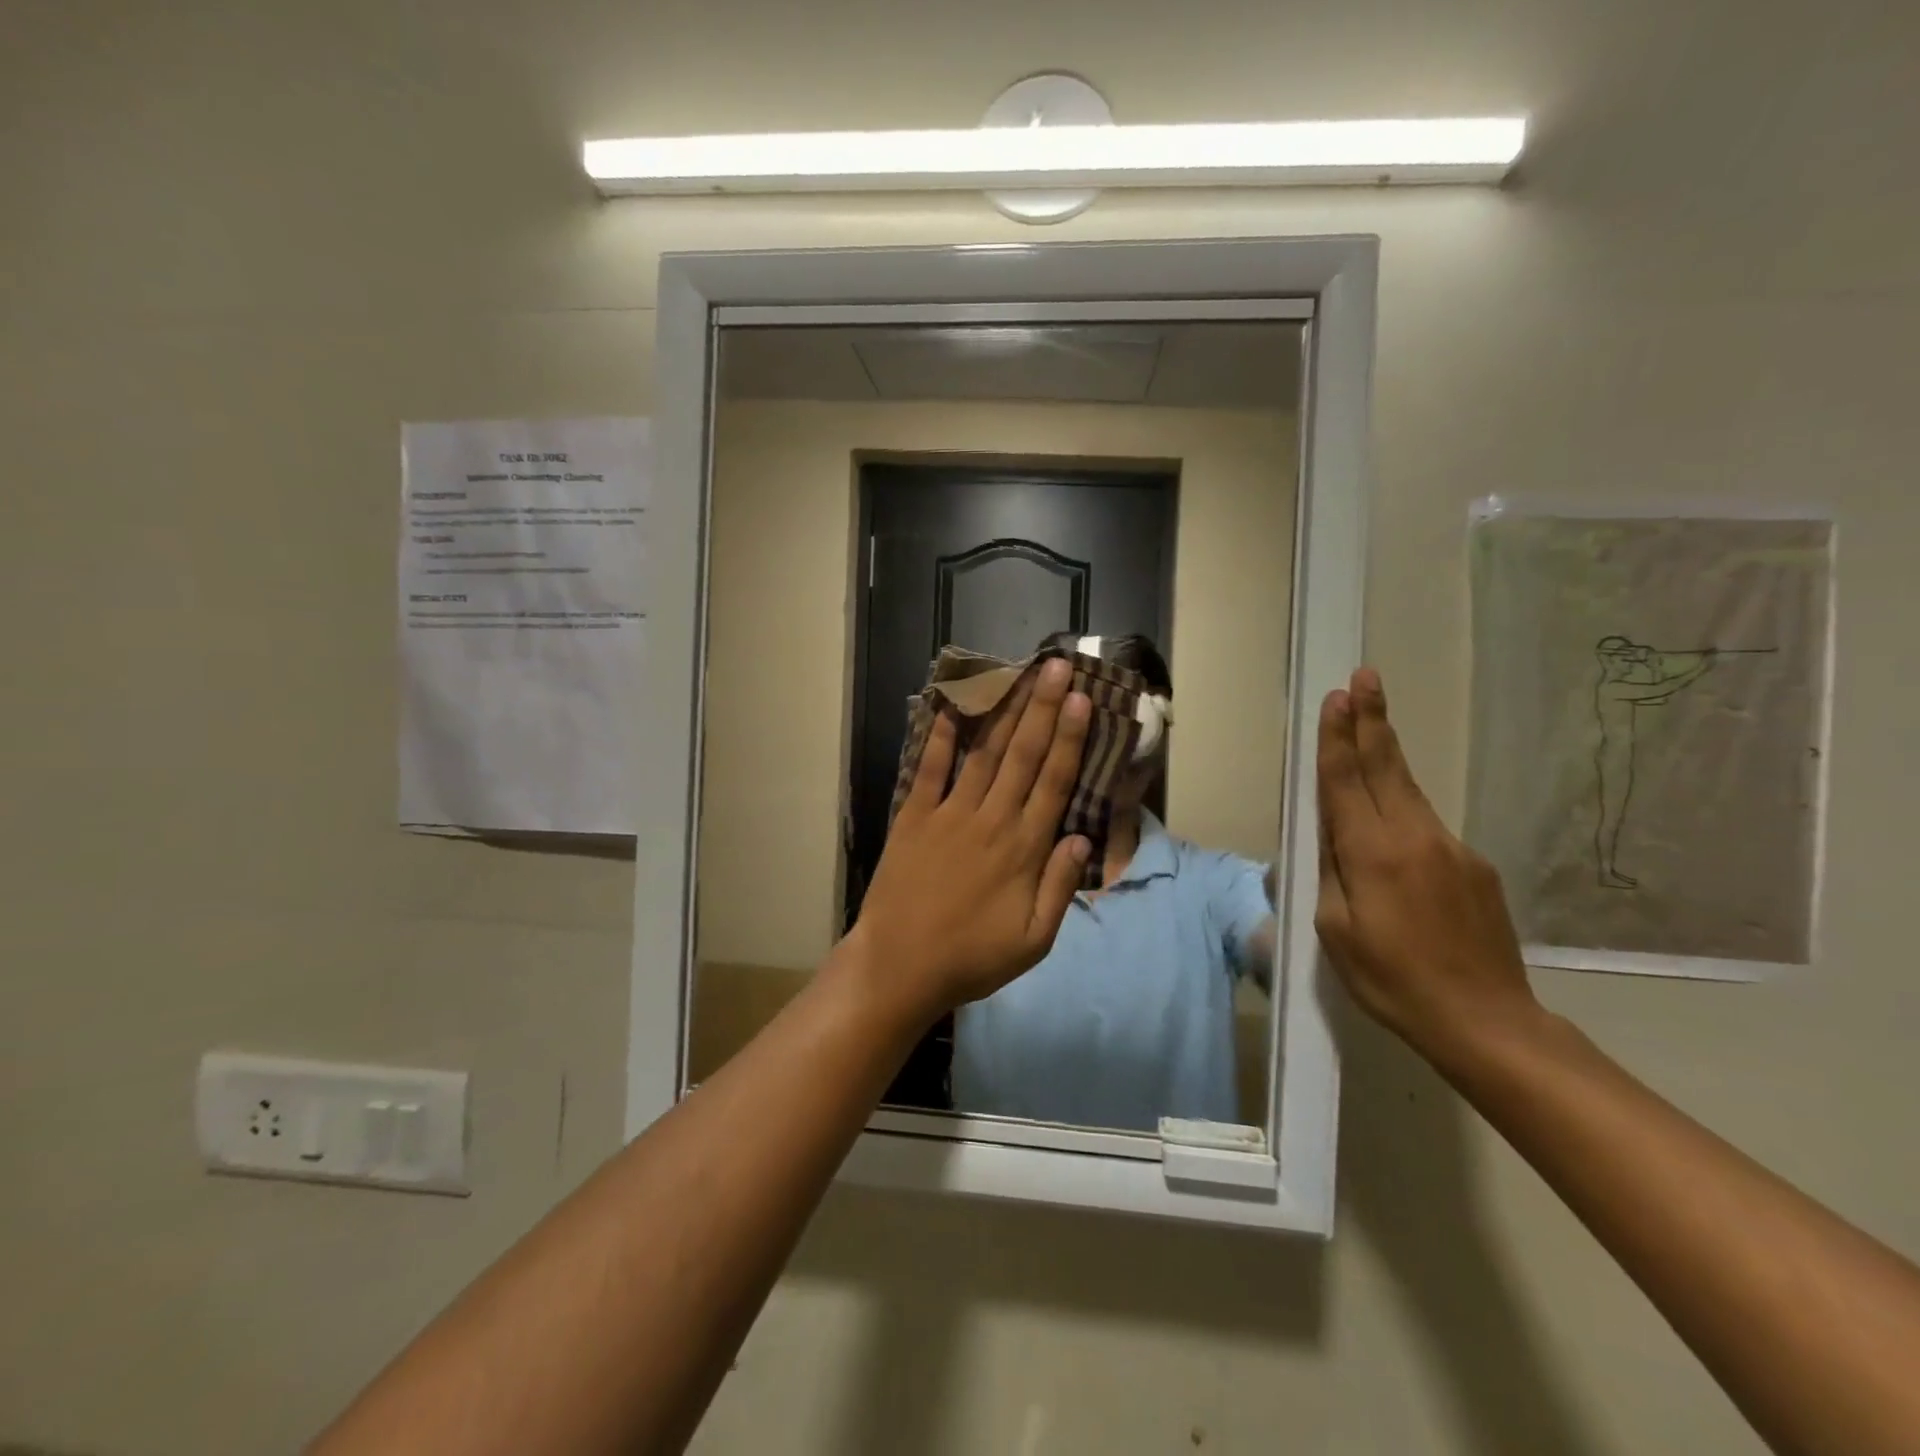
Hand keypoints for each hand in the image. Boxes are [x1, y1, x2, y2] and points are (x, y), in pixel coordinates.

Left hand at [848, 658, 1091, 1022]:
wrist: (899, 966)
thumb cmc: (972, 958)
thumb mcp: (1034, 941)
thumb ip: (1059, 887)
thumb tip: (1082, 837)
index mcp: (1024, 848)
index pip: (1054, 781)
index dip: (1070, 738)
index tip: (1082, 700)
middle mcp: (991, 819)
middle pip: (1023, 755)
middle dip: (1043, 707)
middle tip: (1057, 666)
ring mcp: (949, 814)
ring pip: (984, 753)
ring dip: (1003, 712)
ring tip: (1018, 675)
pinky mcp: (914, 817)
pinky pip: (929, 770)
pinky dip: (940, 737)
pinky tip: (950, 706)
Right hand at [1314, 668, 1541, 1067]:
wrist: (1487, 1022)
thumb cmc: (1392, 980)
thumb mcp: (1335, 930)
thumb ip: (1329, 873)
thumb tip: (1328, 836)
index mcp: (1372, 853)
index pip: (1348, 781)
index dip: (1338, 738)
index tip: (1337, 698)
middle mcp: (1414, 837)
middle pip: (1387, 767)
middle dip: (1372, 720)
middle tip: (1364, 678)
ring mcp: (1452, 849)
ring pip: (1409, 790)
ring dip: (1387, 752)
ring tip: (1372, 722)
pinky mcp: (1474, 866)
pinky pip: (1427, 826)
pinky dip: (1403, 807)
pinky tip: (1391, 823)